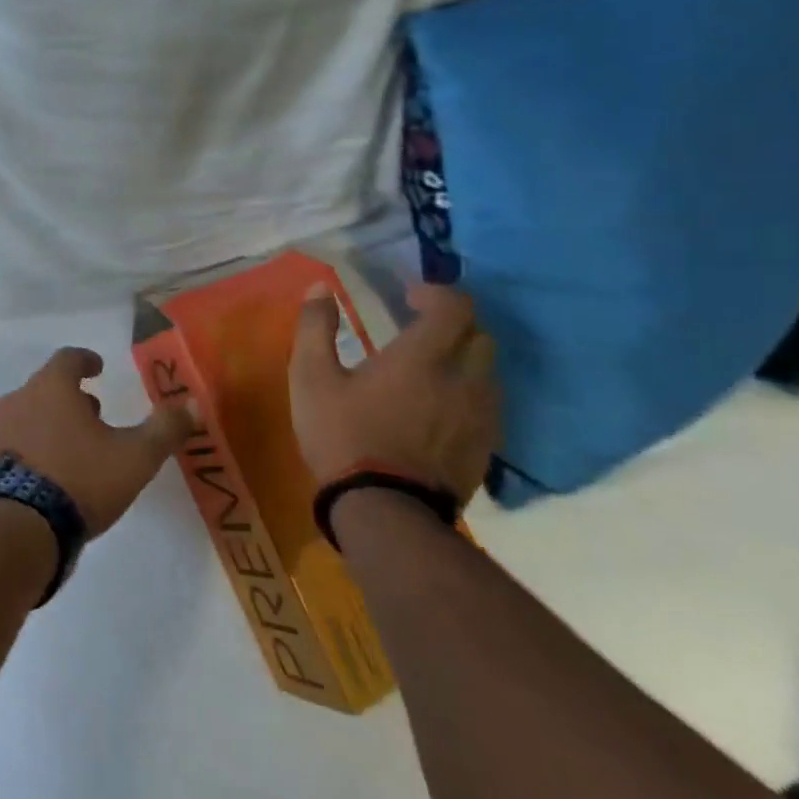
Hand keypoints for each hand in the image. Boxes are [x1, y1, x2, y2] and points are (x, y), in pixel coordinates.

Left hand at [0, 348, 192, 535]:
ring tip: (73, 446)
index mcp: (52, 387)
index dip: (86, 360)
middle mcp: (20, 399)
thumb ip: (164, 429)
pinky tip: (47, 472)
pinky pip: (13, 442)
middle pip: (47, 386)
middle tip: (93, 413)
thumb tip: (190, 404)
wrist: (19, 525)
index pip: (68, 358)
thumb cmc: (80, 479)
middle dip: (71, 395)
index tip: (98, 368)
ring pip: (28, 413)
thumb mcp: (135, 457)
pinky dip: (32, 446)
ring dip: (50, 421)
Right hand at [289, 283, 498, 506]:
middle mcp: (464, 379)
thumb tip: (321, 288)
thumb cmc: (342, 435)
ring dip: (463, 359)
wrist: (384, 510)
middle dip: (452, 324)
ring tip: (428, 371)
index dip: (435, 293)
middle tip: (418, 330)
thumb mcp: (311, 378)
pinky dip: (467, 393)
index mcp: (422, 356)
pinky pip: (487, 405)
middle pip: (479, 335)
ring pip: (488, 371)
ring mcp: (481, 416)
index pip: (455, 305)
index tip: (407, 298)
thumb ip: (315, 328)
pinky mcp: (486, 447)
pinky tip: (437, 409)